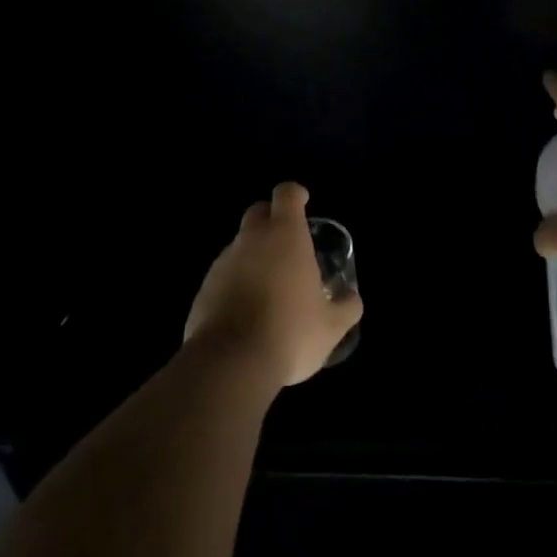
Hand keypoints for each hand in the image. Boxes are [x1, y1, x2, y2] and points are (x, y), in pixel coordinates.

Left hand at [184, 182, 362, 390]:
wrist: (230, 363)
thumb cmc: (290, 332)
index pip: (286, 194)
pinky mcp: (204, 289)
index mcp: (285, 234)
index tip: (303, 201)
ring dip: (254, 256)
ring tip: (269, 288)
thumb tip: (352, 299)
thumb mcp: (332, 326)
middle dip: (271, 219)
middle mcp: (251, 239)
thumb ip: (347, 307)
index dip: (295, 194)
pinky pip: (224, 276)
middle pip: (258, 212)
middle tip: (287, 244)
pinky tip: (246, 314)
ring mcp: (223, 262)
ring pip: (240, 246)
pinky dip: (235, 284)